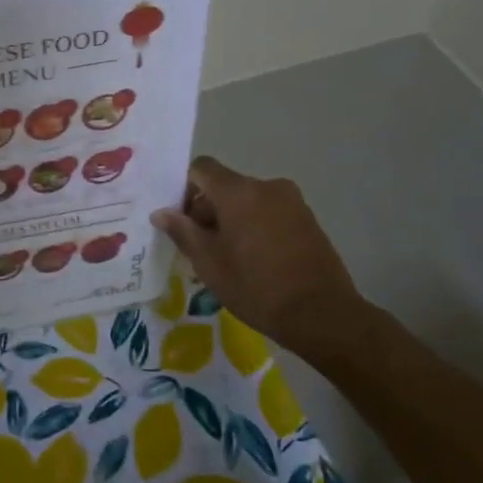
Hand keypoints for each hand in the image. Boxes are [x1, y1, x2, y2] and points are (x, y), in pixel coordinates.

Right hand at [153, 158, 365, 360]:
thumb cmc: (255, 286)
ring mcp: (292, 202)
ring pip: (248, 201)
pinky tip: (254, 260)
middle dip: (207, 210)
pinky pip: (269, 213)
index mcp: (239, 192)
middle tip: (199, 246)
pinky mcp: (308, 220)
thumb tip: (160, 212)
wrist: (322, 314)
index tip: (181, 220)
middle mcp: (267, 187)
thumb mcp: (208, 262)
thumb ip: (182, 231)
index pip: (202, 168)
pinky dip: (255, 227)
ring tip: (228, 257)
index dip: (185, 188)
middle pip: (225, 186)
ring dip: (232, 220)